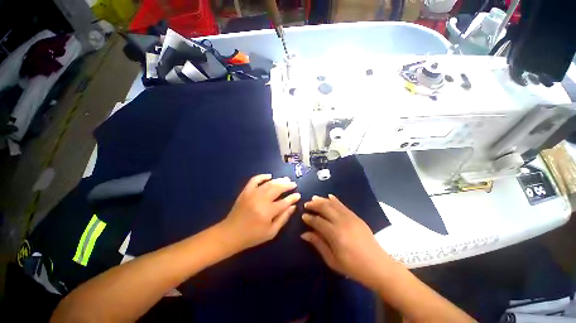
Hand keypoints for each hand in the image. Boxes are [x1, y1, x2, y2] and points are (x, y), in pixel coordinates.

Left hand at [219, 174, 300, 251]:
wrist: (230, 233)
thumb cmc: (253, 236)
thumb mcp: (271, 232)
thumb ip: (283, 218)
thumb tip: (293, 206)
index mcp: (268, 212)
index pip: (284, 202)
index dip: (293, 198)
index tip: (298, 195)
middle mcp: (261, 200)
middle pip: (277, 189)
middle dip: (287, 185)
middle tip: (293, 184)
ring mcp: (252, 194)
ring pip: (268, 183)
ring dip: (278, 180)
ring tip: (286, 179)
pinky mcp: (245, 191)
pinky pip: (254, 180)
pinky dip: (262, 176)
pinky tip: (269, 176)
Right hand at [301, 195, 393, 288]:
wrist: (378, 266)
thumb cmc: (353, 267)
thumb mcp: (332, 260)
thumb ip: (318, 244)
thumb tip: (304, 233)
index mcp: (335, 234)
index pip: (318, 221)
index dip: (309, 218)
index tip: (303, 216)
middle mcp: (342, 222)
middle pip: (325, 208)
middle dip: (314, 204)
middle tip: (306, 204)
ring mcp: (350, 218)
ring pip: (333, 204)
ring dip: (322, 200)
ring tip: (314, 198)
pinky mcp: (356, 217)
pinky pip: (343, 205)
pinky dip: (335, 200)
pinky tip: (329, 196)